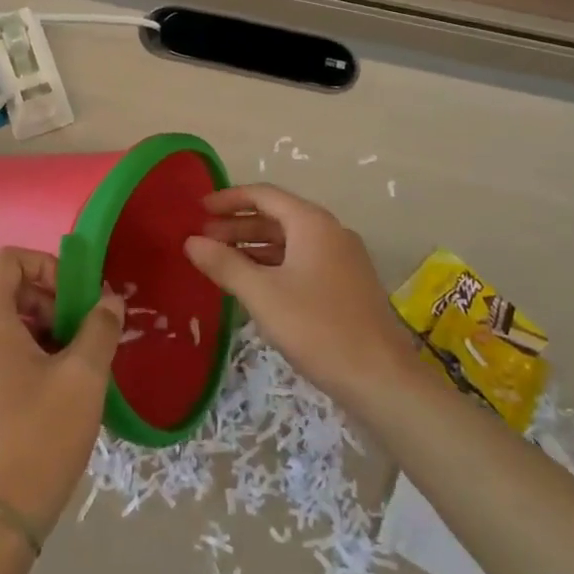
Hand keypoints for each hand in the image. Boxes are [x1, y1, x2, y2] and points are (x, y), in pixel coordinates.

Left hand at [0, 248, 125, 537]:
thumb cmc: (40, 435)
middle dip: (51, 301)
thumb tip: (109, 301)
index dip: (47, 265)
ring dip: (43, 330)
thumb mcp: (84, 376)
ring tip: (75, 365)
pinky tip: (54, 393)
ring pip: (4, 325)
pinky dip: (26, 356)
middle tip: (83, 333)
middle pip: (8, 291)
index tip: (76, 298)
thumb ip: (100, 327)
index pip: (9, 259)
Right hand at [184, 185, 418, 411]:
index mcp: (312, 223)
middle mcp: (330, 232)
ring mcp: (342, 259)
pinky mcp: (346, 285)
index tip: (198, 209)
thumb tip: (191, 241)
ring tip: (220, 262)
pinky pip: (302, 261)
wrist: (381, 378)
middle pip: (277, 216)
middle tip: (202, 240)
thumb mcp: (263, 295)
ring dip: (254, 247)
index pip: (264, 195)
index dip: (228, 199)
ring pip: (289, 241)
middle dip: (237, 226)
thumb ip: (225, 264)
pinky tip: (254, 285)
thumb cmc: (318, 328)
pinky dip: (273, 265)